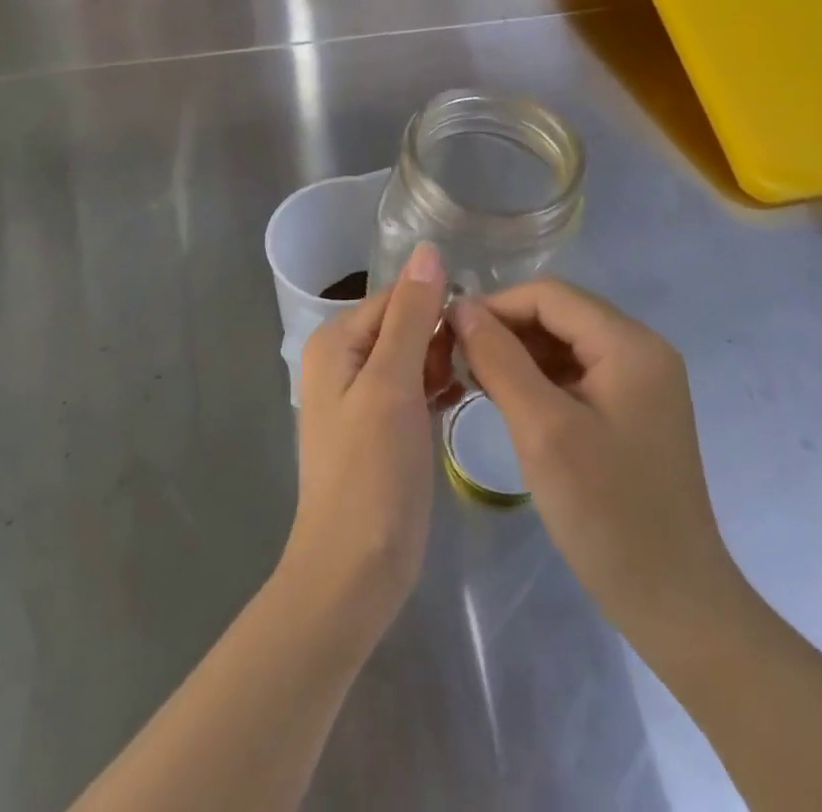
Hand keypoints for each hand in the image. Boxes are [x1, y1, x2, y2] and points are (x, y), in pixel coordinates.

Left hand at [280, 242, 458, 647]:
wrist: (354, 572)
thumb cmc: (372, 472)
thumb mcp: (392, 384)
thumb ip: (412, 315)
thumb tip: (428, 249)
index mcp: (337, 341)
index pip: (398, 297)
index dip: (438, 307)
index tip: (483, 327)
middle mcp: (344, 360)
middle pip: (405, 324)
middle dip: (442, 338)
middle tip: (480, 365)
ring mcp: (362, 395)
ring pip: (414, 355)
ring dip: (444, 362)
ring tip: (476, 381)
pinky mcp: (381, 426)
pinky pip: (414, 387)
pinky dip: (438, 387)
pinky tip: (463, 398)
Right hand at [450, 280, 741, 638]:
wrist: (675, 604)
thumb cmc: (607, 514)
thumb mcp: (542, 431)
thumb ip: (500, 360)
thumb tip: (462, 308)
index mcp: (630, 344)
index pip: (550, 295)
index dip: (496, 306)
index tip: (449, 334)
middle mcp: (642, 349)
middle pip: (560, 314)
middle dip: (507, 330)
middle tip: (459, 361)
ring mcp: (642, 380)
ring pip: (566, 342)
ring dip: (520, 354)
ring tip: (477, 381)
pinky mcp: (635, 409)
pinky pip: (579, 372)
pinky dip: (541, 379)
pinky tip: (510, 401)